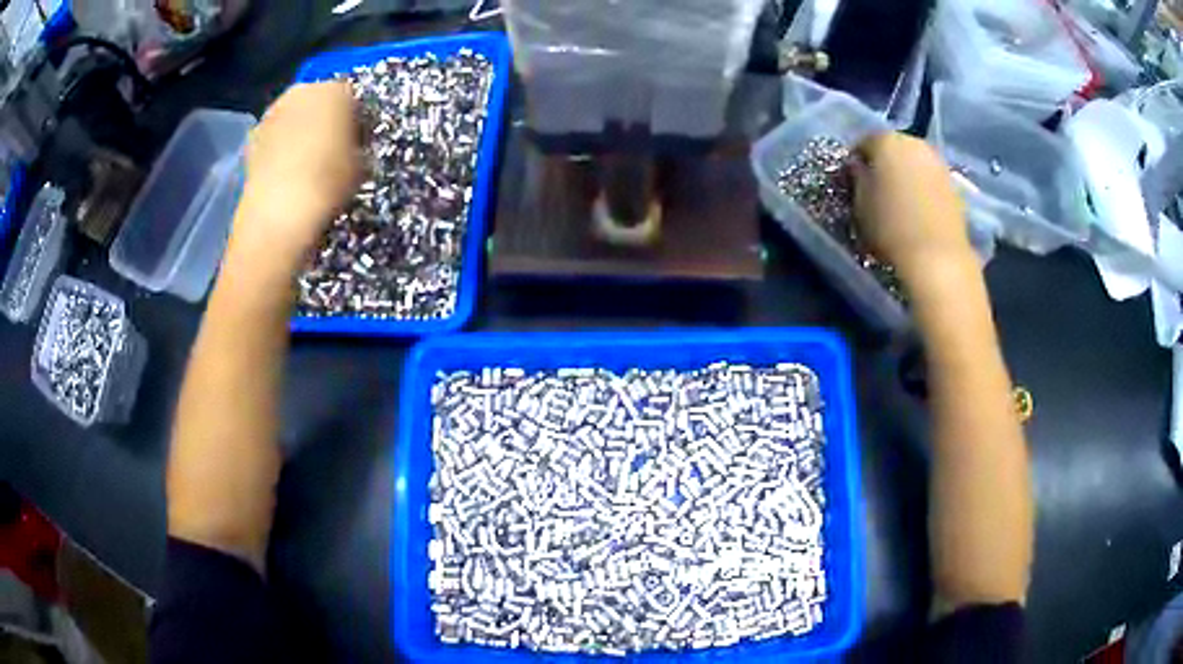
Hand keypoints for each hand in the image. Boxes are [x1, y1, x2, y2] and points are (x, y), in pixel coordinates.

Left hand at [227, 81, 361, 278]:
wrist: (278, 214)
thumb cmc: (328, 183)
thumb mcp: (361, 164)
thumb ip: (358, 146)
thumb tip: (352, 148)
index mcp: (336, 90)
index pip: (353, 98)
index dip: (357, 120)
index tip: (358, 143)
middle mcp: (302, 91)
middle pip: (319, 101)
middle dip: (324, 120)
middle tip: (331, 151)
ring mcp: (272, 112)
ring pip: (293, 118)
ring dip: (299, 133)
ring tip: (305, 165)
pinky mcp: (251, 137)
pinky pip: (273, 138)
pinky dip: (279, 150)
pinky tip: (284, 174)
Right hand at [852, 133, 974, 284]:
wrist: (938, 258)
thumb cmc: (891, 227)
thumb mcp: (860, 203)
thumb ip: (857, 178)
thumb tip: (859, 167)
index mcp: (887, 140)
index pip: (864, 142)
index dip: (856, 162)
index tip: (852, 182)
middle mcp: (915, 143)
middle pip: (893, 148)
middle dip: (884, 165)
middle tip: (877, 191)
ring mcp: (938, 163)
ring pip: (914, 163)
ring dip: (906, 177)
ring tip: (899, 203)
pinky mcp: (955, 185)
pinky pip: (930, 180)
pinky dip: (923, 190)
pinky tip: (918, 212)